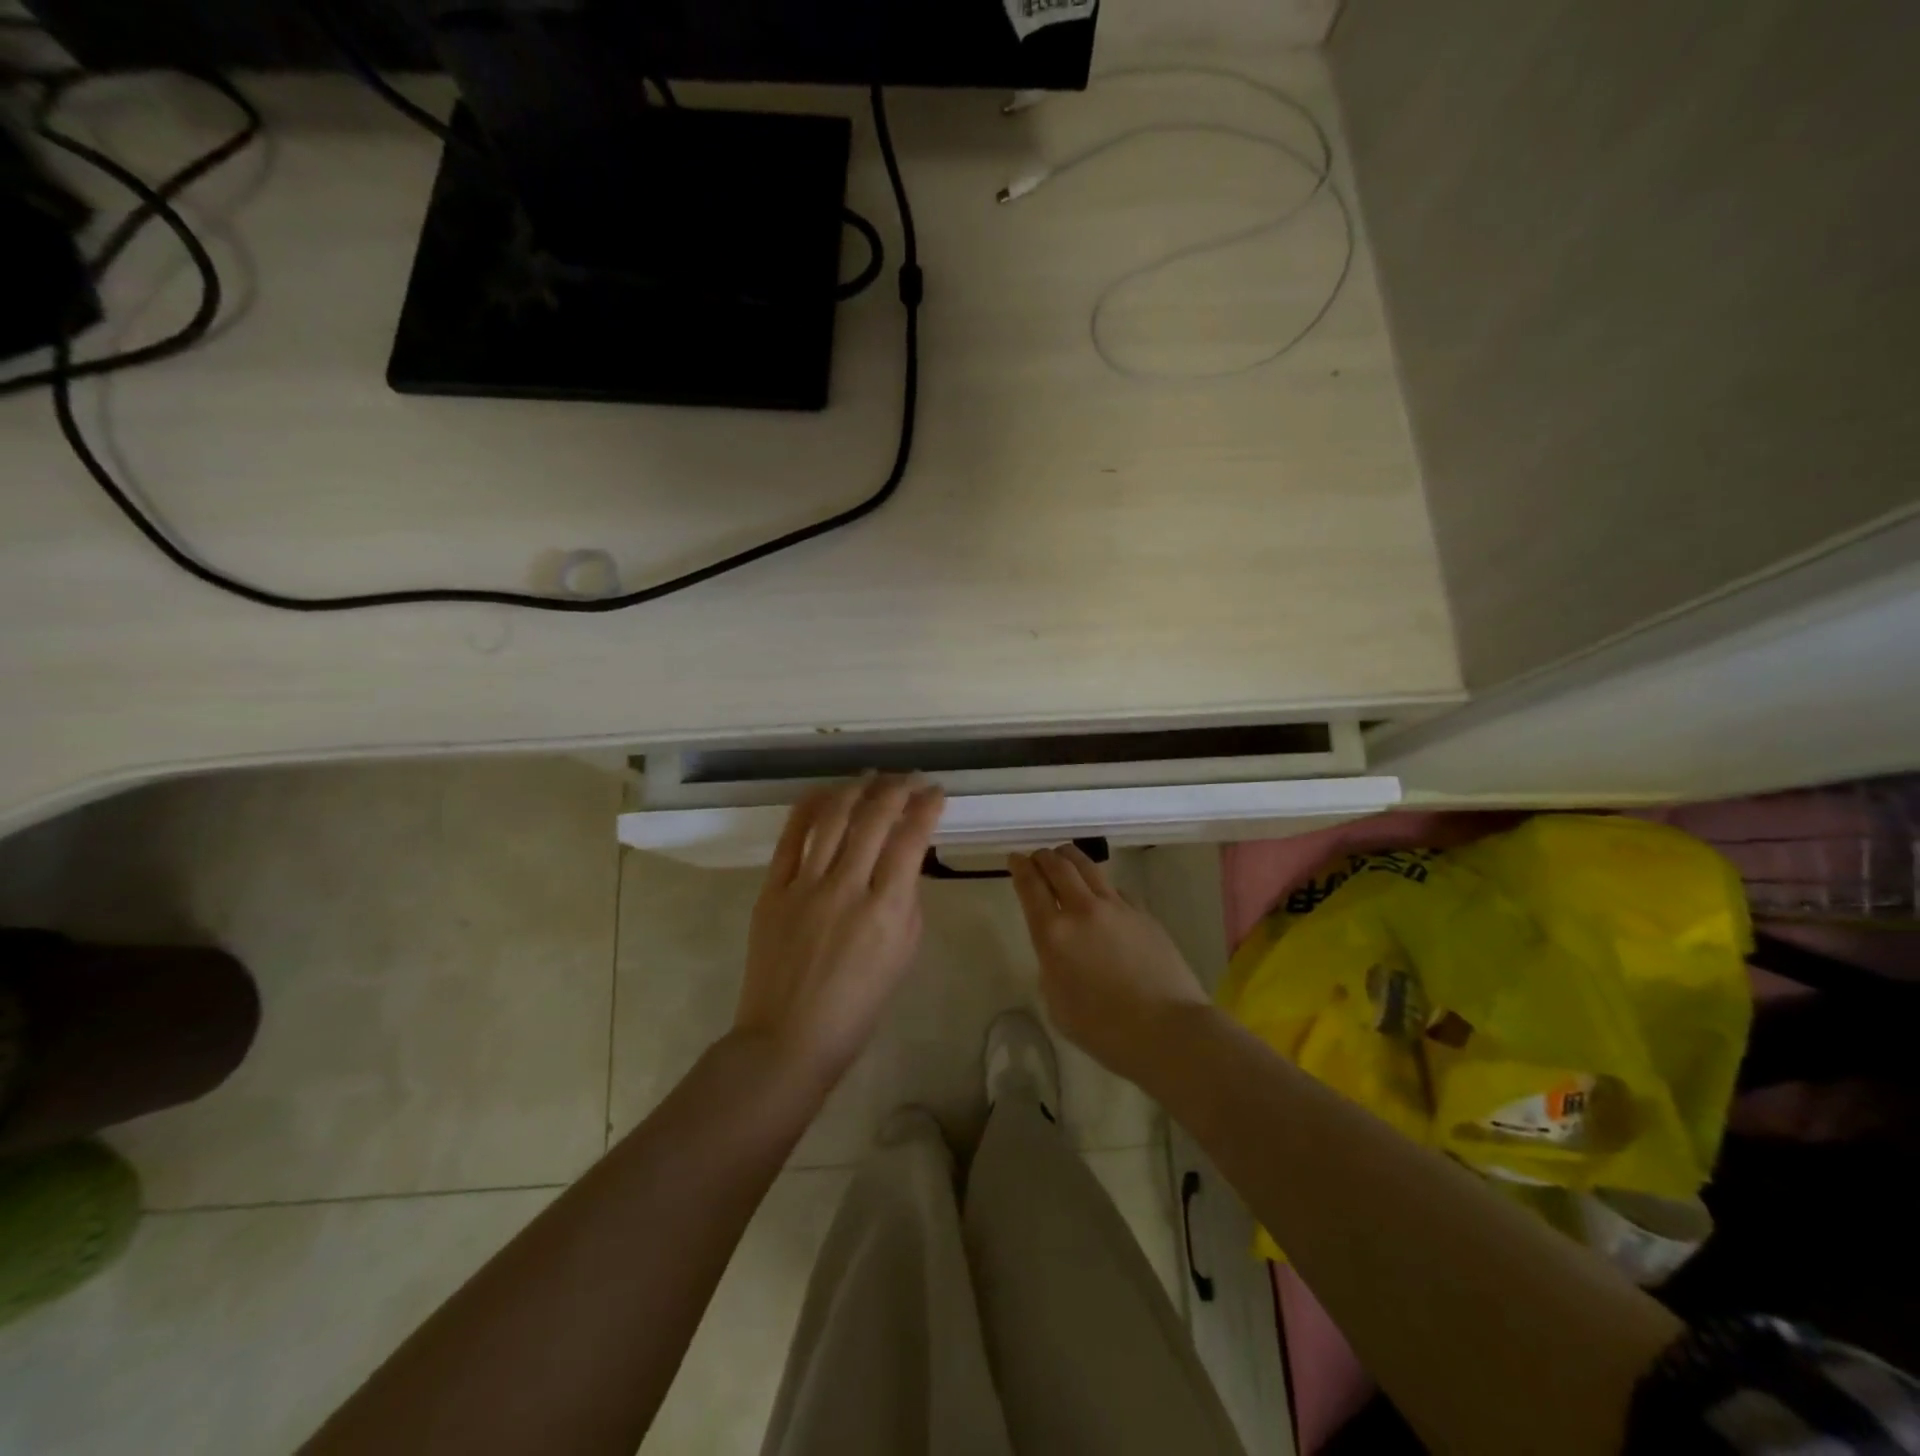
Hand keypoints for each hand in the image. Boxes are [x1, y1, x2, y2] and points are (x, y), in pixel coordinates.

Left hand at [734, 774, 944, 1090]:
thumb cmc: (858, 1006)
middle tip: (908, 779)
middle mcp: (846, 887)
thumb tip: (903, 862)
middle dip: (896, 788)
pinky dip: (809, 807)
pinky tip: (826, 792)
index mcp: (886, 910)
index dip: (926, 807)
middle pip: (874, 818)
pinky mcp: (773, 889)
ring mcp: (805, 885)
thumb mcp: (903, 956)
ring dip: (856, 789)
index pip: (911, 839)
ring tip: (872, 777)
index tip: (936, 792)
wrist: (789, 1037)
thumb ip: (907, 902)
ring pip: (833, 818)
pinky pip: (791, 837)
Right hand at [1009, 845, 1210, 1082]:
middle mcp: (1083, 910)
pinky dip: (1100, 884)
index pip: (1030, 886)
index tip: (1014, 858)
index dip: (1019, 867)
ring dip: (1070, 858)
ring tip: (1064, 857)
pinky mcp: (1143, 913)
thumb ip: (1052, 966)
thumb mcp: (1057, 1004)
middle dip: (1044, 857)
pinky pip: (1115, 889)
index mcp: (1054, 934)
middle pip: (1058, 866)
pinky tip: (1101, 894)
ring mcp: (1117, 908)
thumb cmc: (1104, 1029)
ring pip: (1089, 867)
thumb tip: (1060, 950)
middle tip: (1037, 857)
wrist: (1167, 1029)